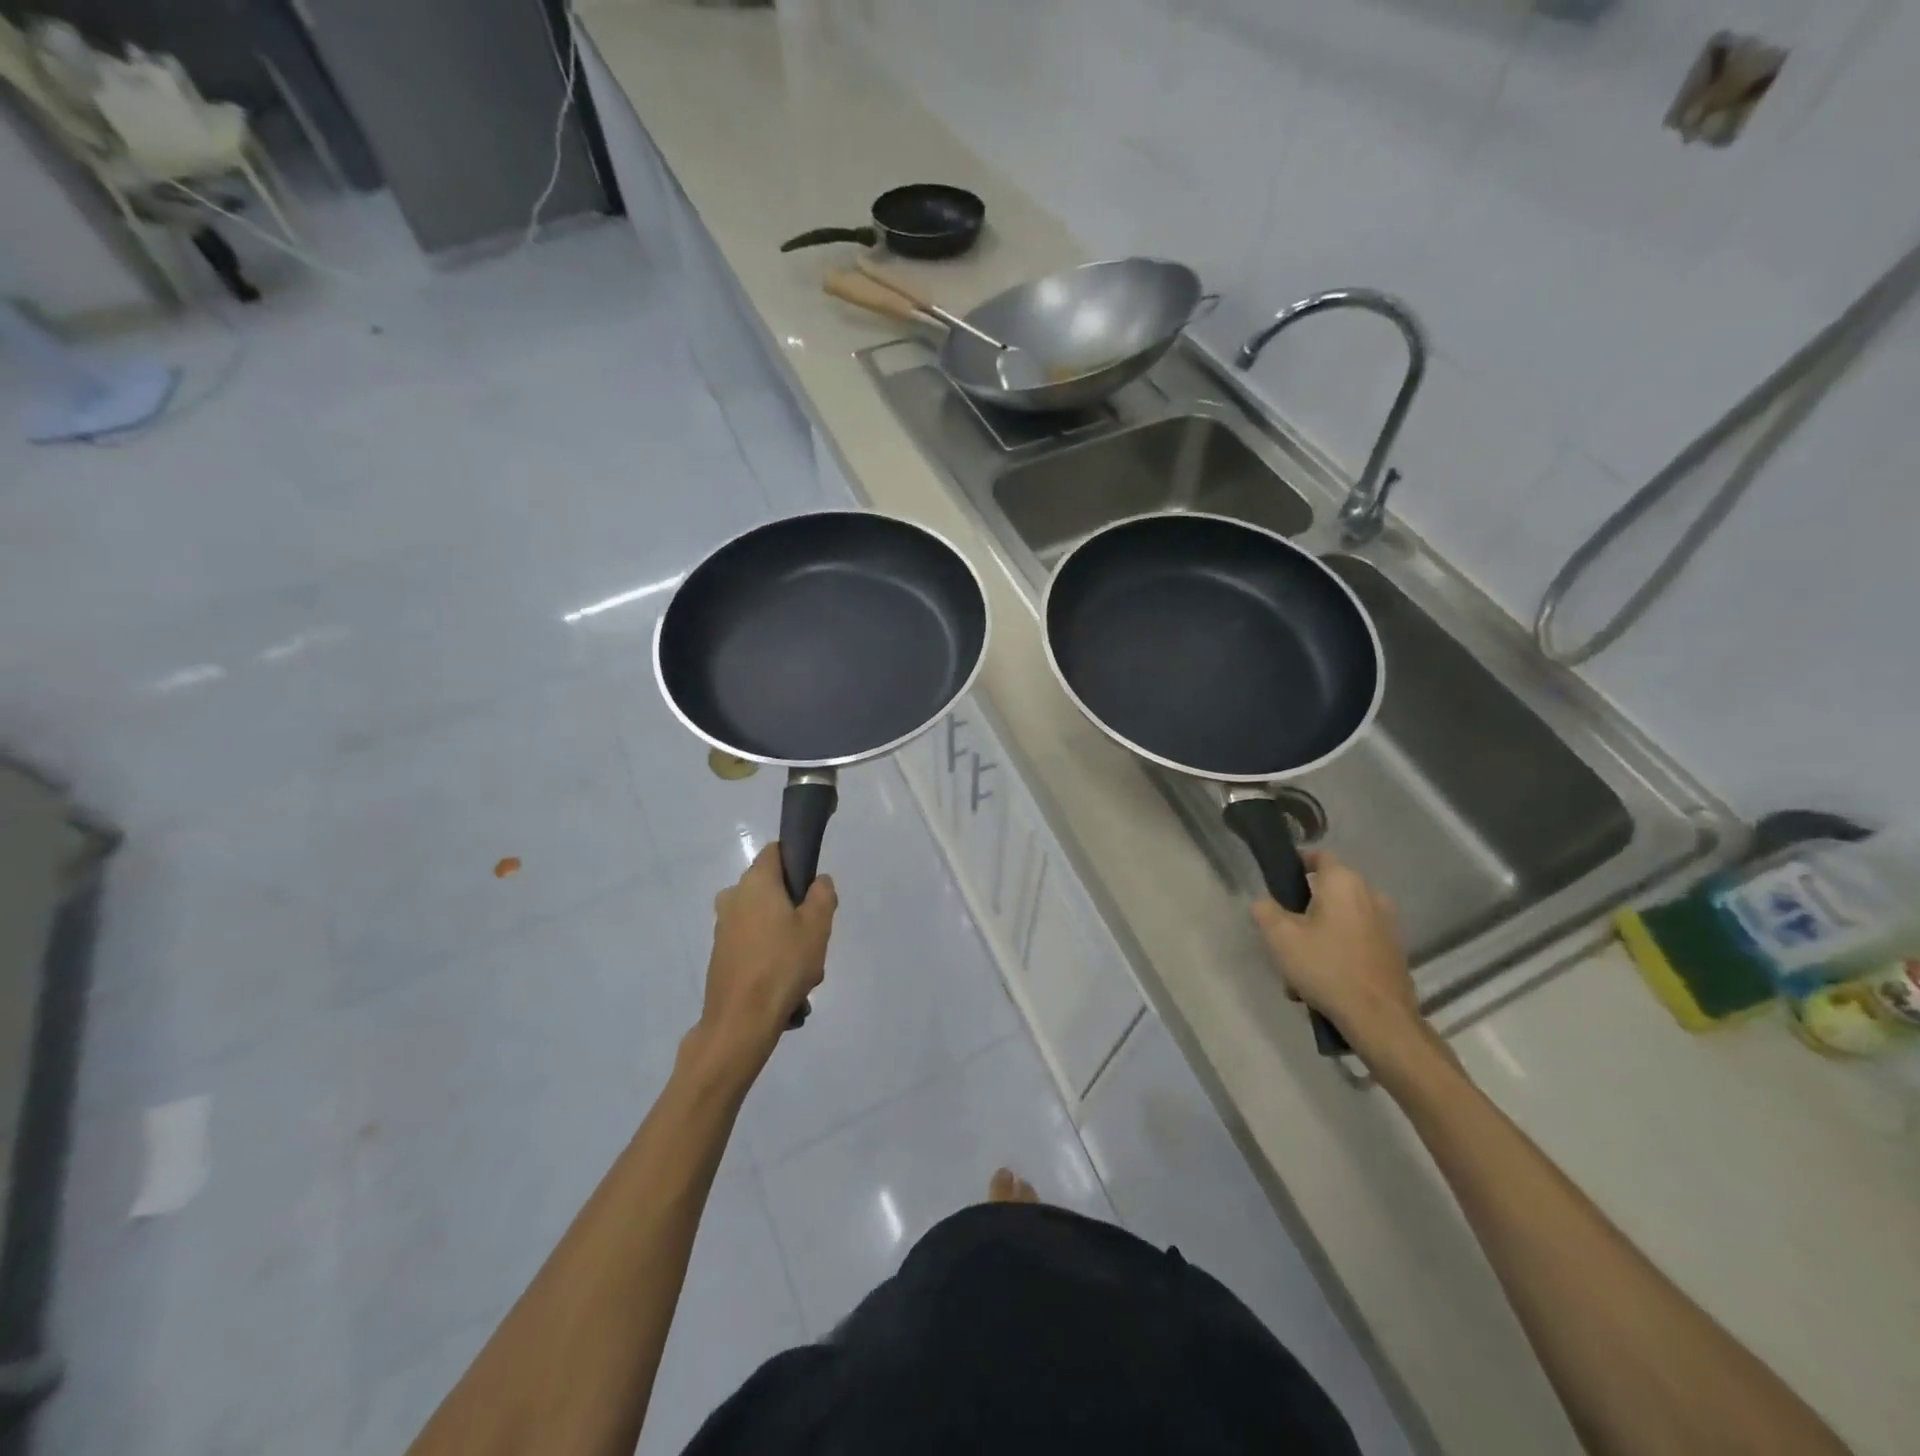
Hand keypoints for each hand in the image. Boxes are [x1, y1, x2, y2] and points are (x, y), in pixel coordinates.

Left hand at [694, 845, 835, 1076]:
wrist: (741, 1021)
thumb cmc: (783, 964)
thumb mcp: (818, 925)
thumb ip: (822, 895)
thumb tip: (818, 882)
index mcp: (755, 882)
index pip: (776, 852)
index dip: (797, 861)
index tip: (814, 887)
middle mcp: (733, 897)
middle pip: (772, 890)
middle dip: (795, 909)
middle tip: (814, 936)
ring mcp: (723, 927)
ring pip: (765, 921)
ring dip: (785, 939)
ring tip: (804, 972)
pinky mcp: (720, 955)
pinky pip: (753, 946)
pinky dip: (770, 959)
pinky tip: (786, 988)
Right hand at [1251, 849, 1424, 1058]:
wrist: (1379, 1019)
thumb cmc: (1326, 967)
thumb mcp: (1280, 938)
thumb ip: (1265, 911)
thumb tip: (1264, 902)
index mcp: (1344, 883)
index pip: (1320, 855)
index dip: (1297, 863)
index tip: (1279, 882)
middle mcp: (1371, 895)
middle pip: (1329, 891)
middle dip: (1305, 909)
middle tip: (1284, 934)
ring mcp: (1387, 924)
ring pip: (1342, 919)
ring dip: (1321, 935)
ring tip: (1301, 968)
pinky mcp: (1394, 951)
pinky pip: (1357, 940)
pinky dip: (1339, 952)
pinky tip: (1323, 982)